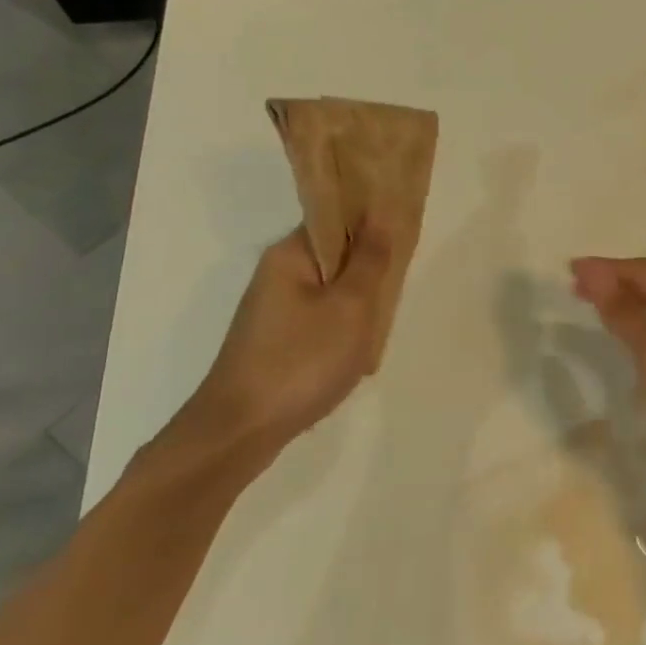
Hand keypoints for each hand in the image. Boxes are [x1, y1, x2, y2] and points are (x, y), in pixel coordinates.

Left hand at [189, 222, 393, 449]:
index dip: (375, 222)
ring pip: (332, 288)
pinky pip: (321, 316)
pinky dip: (343, 325)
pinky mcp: (275, 339)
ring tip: (379, 325)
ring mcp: (274, 308)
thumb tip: (383, 213)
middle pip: (338, 253)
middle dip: (371, 268)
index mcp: (291, 254)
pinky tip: (357, 350)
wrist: (240, 432)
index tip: (405, 241)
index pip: (339, 216)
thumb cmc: (301, 360)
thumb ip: (372, 258)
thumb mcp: (351, 306)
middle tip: (396, 291)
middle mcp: (278, 272)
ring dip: (360, 301)